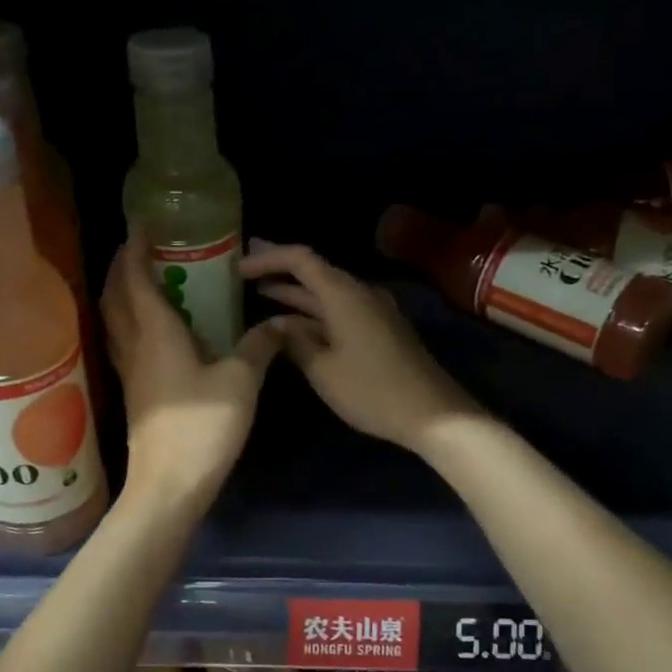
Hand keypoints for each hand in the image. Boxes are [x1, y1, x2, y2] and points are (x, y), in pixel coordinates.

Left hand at [101, 236, 283, 509]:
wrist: (170, 484)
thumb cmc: (203, 427)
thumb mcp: (241, 382)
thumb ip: (259, 347)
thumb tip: (279, 324)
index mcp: (156, 332)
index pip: (135, 278)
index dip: (135, 247)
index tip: (142, 223)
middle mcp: (134, 345)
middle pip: (115, 295)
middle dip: (121, 266)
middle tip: (140, 247)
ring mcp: (129, 372)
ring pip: (114, 320)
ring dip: (121, 293)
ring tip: (141, 280)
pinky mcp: (134, 394)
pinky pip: (124, 343)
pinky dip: (129, 322)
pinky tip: (151, 330)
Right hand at [242, 242, 484, 455]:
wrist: (432, 413)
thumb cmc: (372, 391)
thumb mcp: (323, 369)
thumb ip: (294, 341)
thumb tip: (275, 324)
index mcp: (344, 295)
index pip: (301, 259)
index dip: (269, 257)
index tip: (240, 266)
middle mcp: (360, 293)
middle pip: (315, 271)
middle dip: (280, 270)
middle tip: (246, 271)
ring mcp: (374, 312)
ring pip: (328, 293)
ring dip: (297, 294)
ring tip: (263, 294)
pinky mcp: (381, 330)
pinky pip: (341, 310)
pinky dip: (315, 312)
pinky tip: (297, 325)